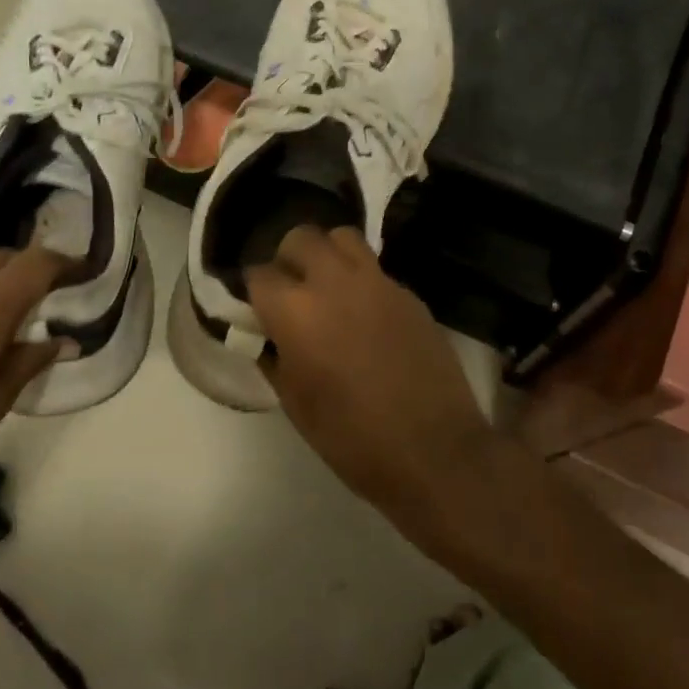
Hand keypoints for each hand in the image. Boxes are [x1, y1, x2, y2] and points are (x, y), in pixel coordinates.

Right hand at [247, 226, 492, 526]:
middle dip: (288, 258)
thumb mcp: (297, 406)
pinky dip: (361, 280)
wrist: (435, 450)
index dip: (254, 291)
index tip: (258, 310)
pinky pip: (375, 269)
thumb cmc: (354, 439)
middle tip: (291, 290)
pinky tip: (365, 315)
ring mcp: (377, 283)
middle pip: (301, 238)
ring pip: (343, 238)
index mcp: (297, 312)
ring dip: (327, 255)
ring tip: (328, 289)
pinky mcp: (409, 293)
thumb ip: (275, 359)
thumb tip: (269, 339)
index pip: (259, 275)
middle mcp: (335, 283)